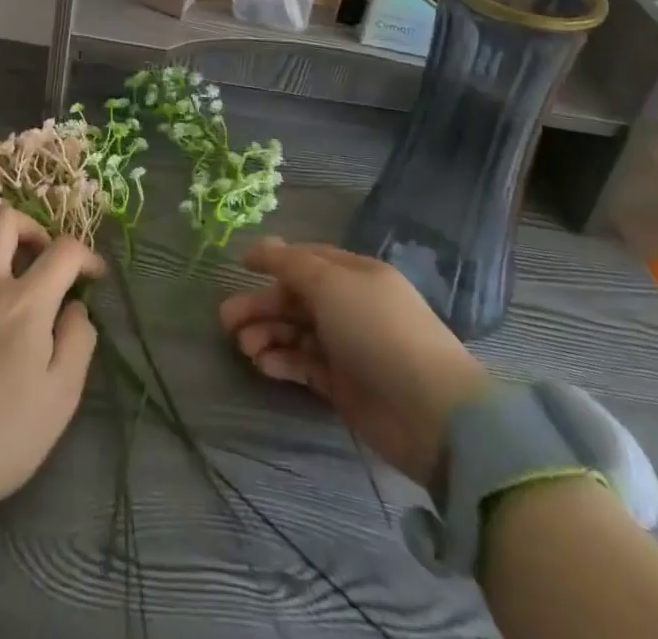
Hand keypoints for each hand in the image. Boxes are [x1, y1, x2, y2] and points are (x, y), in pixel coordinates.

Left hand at [0, 203, 105, 507]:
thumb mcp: (61, 396)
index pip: (62, 250)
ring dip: (1, 243)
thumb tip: (76, 307)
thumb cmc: (5, 432)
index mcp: (24, 302)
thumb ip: (78, 341)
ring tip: (19, 275)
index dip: (87, 254)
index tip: (96, 275)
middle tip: (46, 255)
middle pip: (3, 219)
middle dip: (32, 225)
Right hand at [220, 238, 493, 490]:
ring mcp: (348, 347)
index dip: (273, 261)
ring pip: (296, 332)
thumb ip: (290, 263)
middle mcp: (350, 306)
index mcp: (354, 275)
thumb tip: (263, 245)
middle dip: (261, 305)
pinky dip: (282, 361)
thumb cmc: (377, 330)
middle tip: (225, 320)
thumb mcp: (330, 283)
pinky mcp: (344, 386)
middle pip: (296, 298)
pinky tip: (263, 364)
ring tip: (243, 347)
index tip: (239, 267)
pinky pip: (304, 364)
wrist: (431, 413)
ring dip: (267, 335)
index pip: (306, 260)